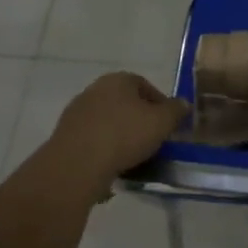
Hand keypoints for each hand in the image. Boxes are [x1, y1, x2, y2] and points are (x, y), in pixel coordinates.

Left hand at [46, 73, 187, 188]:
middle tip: (151, 140)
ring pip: (107, 122)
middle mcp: (95, 89)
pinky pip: (91, 140)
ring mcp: (76, 113)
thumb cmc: (124, 135)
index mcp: (119, 80)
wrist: (75, 165)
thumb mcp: (162, 122)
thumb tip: (184, 103)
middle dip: (138, 120)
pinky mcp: (63, 136)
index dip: (160, 105)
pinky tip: (110, 167)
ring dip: (119, 136)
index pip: (145, 86)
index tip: (167, 125)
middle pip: (124, 103)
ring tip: (131, 158)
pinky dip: (102, 150)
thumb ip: (176, 111)